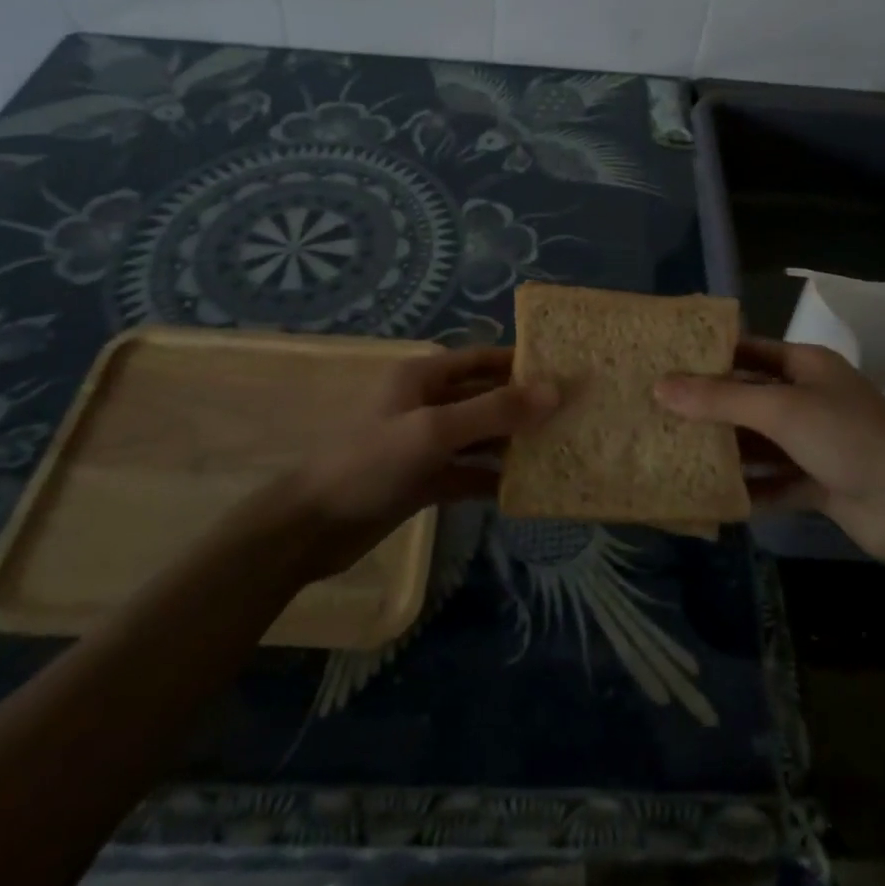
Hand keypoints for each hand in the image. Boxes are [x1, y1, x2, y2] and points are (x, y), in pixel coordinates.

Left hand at [281, 346, 556, 576]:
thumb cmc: (370, 463)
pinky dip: (492, 478)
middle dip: (524, 405)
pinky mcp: (424, 479)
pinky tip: (525, 489)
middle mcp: (427, 403)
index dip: (520, 362)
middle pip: (485, 397)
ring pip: (480, 437)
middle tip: (572, 415)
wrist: (311, 527)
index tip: (564, 371)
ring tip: (560, 449)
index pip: (482, 359)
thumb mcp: (434, 431)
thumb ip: (495, 411)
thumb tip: (555, 391)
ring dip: (513, 443)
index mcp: (424, 376)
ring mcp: (426, 444)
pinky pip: (468, 472)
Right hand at [656, 337, 884, 561]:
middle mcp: (809, 398)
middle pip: (749, 399)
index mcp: (805, 365)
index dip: (709, 356)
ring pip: (759, 443)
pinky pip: (774, 482)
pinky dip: (749, 489)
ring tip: (673, 454)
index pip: (748, 350)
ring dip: (726, 451)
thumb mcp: (780, 409)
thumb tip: (660, 386)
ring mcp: (816, 443)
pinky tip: (712, 498)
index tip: (664, 364)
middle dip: (709, 408)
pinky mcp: (820, 483)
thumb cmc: (848, 436)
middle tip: (658, 414)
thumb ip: (720, 399)